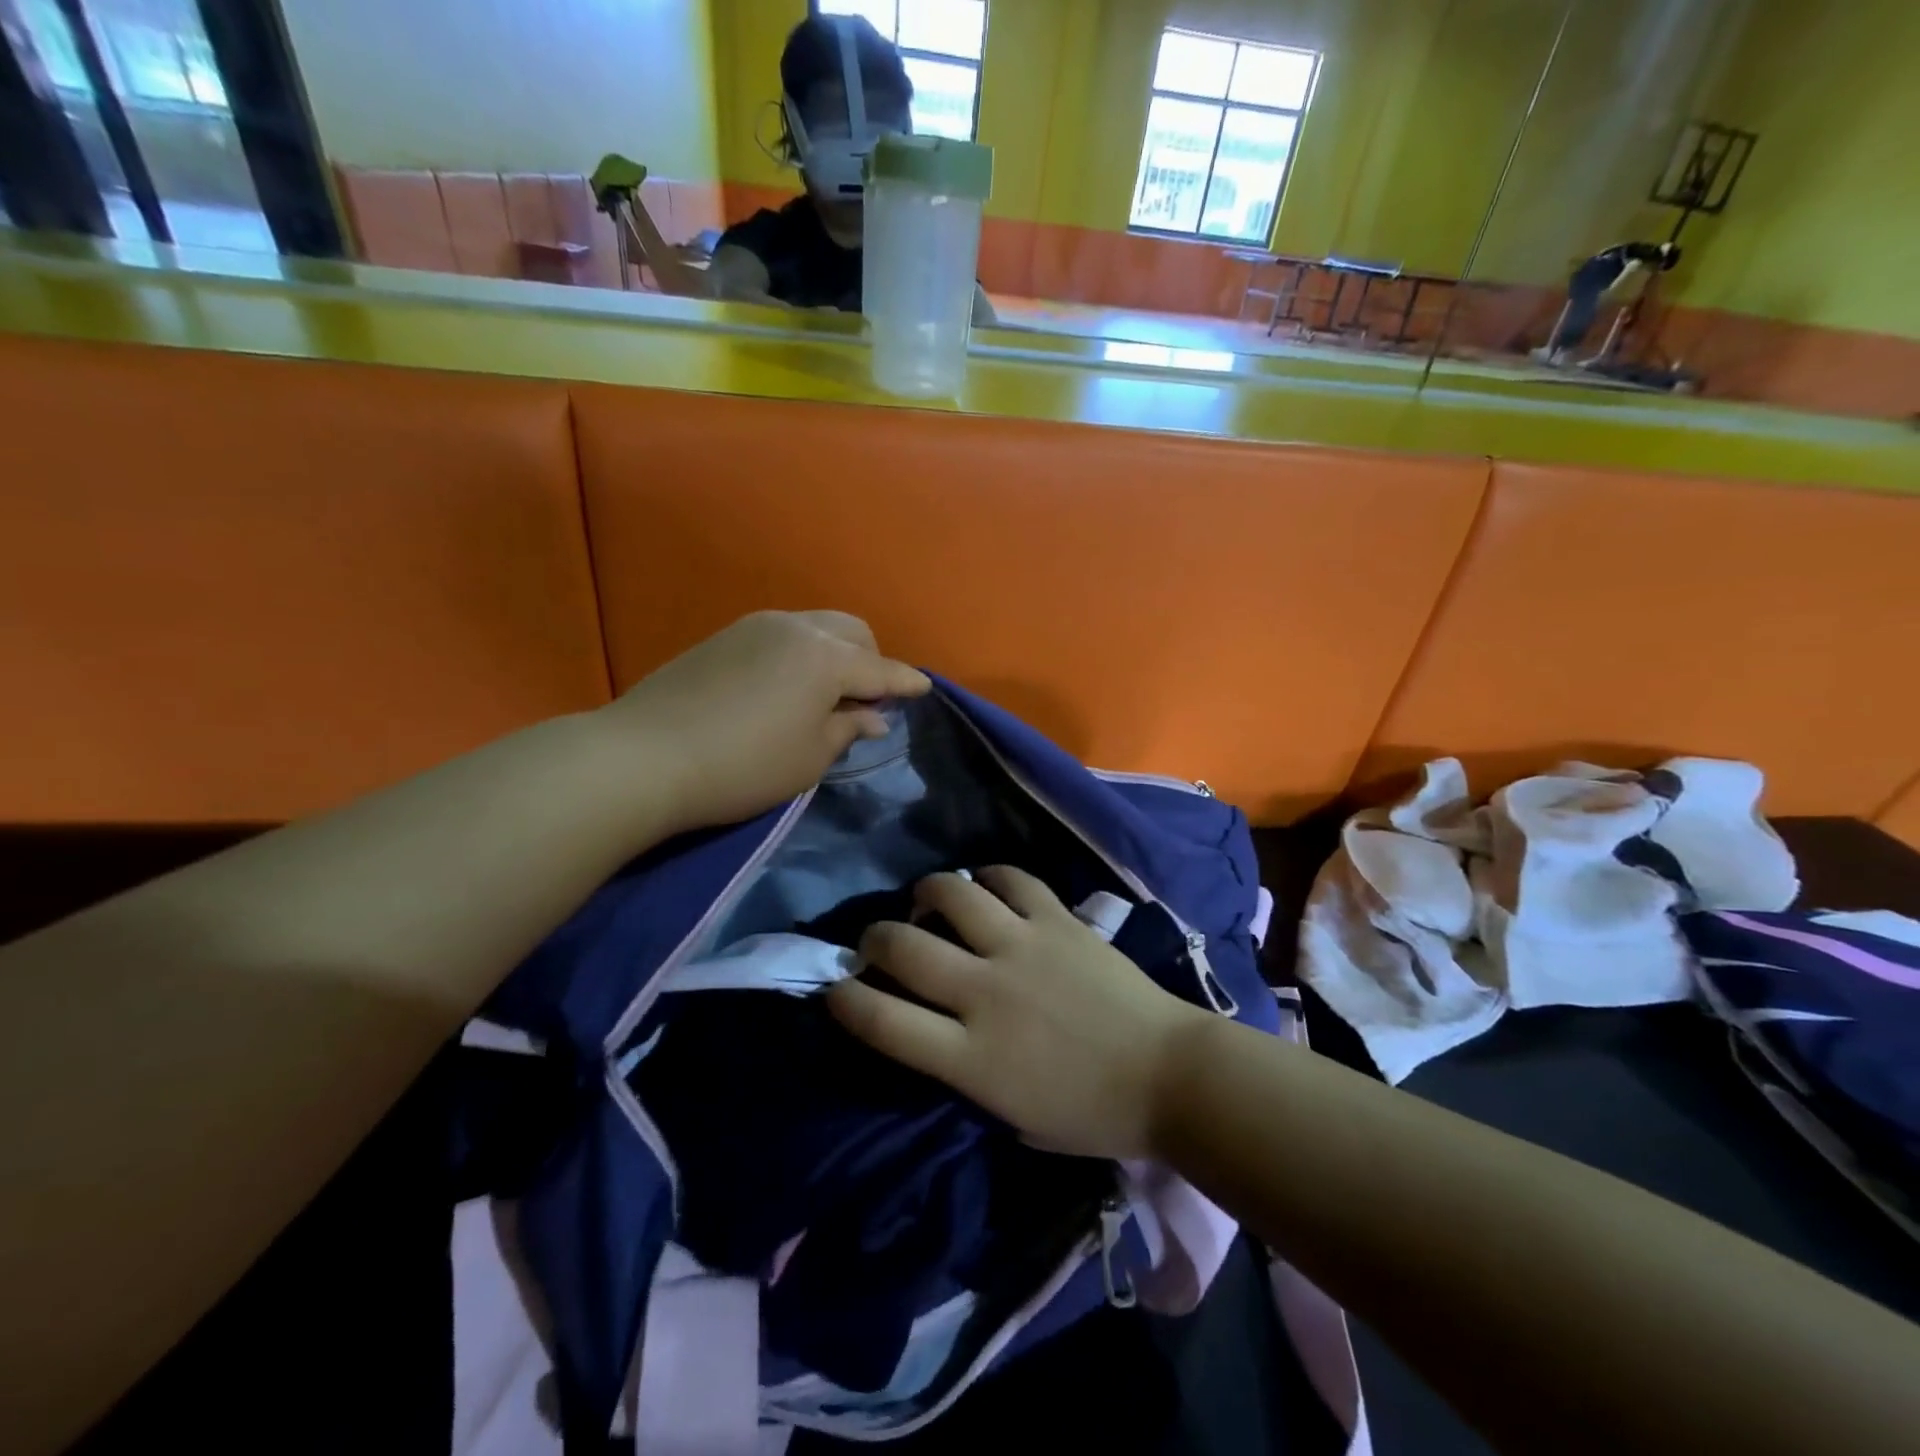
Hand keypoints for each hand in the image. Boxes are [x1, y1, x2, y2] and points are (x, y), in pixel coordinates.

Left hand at [606, 611, 928, 836]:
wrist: (645, 757)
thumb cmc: (744, 766)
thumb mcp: (809, 758)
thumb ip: (847, 730)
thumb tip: (873, 717)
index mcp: (826, 658)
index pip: (881, 669)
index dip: (906, 683)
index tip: (925, 689)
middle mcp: (796, 628)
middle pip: (852, 632)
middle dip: (872, 659)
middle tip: (868, 699)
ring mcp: (756, 626)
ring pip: (816, 627)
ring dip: (835, 653)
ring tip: (828, 693)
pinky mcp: (724, 636)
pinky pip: (783, 634)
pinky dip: (802, 653)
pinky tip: (789, 685)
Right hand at [828, 868, 1212, 1158]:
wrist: (1169, 1076)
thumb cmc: (1092, 1113)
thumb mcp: (1012, 1117)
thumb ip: (964, 1073)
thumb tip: (937, 1032)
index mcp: (971, 1057)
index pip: (883, 1022)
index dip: (846, 1000)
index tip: (836, 988)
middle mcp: (986, 993)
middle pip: (904, 948)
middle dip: (874, 939)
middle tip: (877, 941)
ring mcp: (1023, 948)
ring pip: (951, 896)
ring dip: (927, 893)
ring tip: (926, 900)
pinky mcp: (1058, 920)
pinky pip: (1012, 880)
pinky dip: (989, 877)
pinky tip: (984, 885)